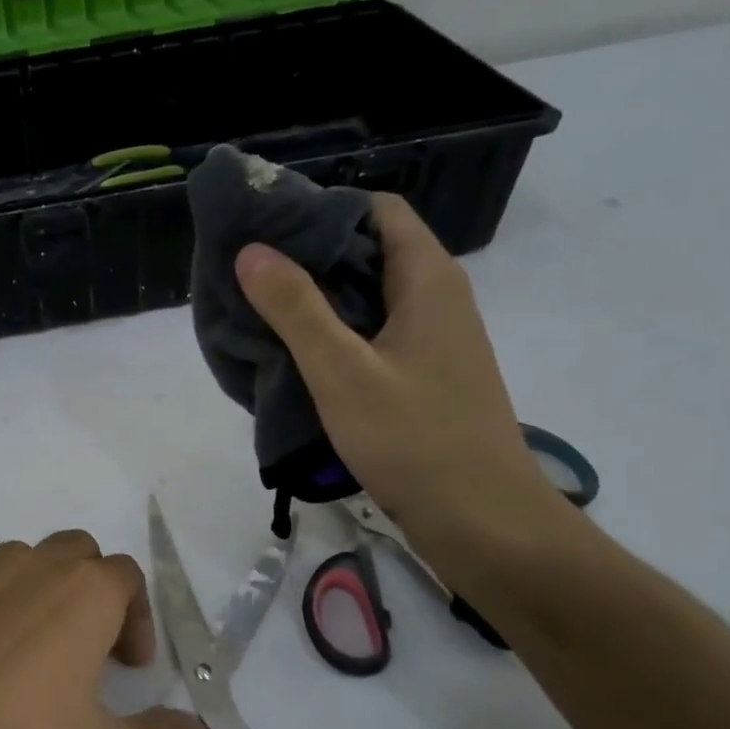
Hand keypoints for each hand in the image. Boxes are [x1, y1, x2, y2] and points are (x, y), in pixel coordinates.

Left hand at [0, 531, 205, 728]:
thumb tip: (196, 728)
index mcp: (81, 594)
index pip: (125, 574)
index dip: (139, 617)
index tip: (132, 668)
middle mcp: (30, 572)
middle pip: (76, 550)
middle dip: (96, 588)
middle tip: (93, 650)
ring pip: (25, 557)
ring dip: (46, 585)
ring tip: (43, 645)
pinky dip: (0, 601)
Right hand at [234, 193, 566, 574]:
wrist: (481, 519)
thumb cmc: (414, 439)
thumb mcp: (343, 372)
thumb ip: (296, 309)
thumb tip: (251, 250)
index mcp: (427, 279)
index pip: (376, 210)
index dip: (321, 209)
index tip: (266, 228)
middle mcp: (437, 298)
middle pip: (370, 250)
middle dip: (309, 255)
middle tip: (249, 271)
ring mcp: (434, 339)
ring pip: (369, 296)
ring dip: (318, 298)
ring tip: (260, 311)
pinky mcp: (425, 375)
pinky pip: (373, 334)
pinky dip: (334, 334)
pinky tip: (295, 357)